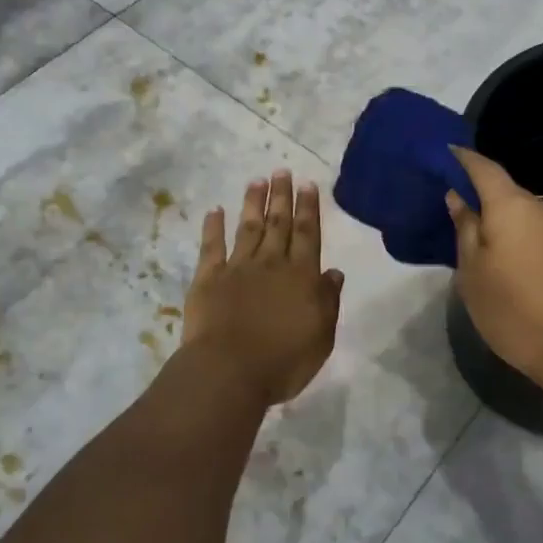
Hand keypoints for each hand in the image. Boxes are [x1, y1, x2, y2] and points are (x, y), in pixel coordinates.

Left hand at [182, 171, 345, 407]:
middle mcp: (271, 264)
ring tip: (257, 180)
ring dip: (253, 203)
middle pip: (278, 224)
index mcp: (301, 276)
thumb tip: (334, 272)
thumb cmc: (284, 361)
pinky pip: (212, 247)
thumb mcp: (321, 336)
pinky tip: (215, 211)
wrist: (230, 371)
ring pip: (248, 228)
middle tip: (281, 170)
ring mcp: (237, 268)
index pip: (307, 234)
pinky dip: (213, 227)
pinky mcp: (208, 279)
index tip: (308, 184)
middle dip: (282, 196)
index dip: (309, 208)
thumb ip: (328, 301)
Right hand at [447, 147, 542, 388]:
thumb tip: (458, 197)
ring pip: (532, 217)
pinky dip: (535, 244)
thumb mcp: (472, 273)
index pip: (485, 168)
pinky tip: (530, 273)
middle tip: (467, 225)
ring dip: (514, 227)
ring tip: (499, 257)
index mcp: (512, 208)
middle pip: (510, 194)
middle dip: (488, 203)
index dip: (464, 159)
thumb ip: (465, 228)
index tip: (449, 153)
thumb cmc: (512, 312)